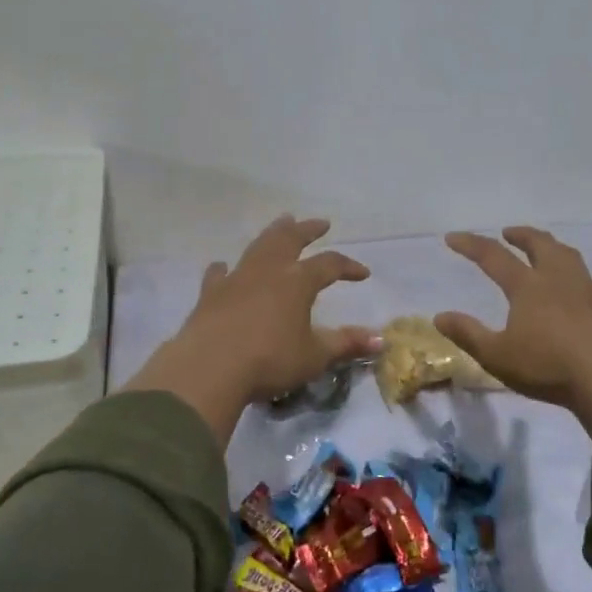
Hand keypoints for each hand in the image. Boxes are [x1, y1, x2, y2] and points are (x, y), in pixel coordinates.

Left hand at [127, 216, 379, 445]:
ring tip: (282, 223)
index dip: (348, 266)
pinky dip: (225, 268)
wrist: (210, 368)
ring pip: (258, 246)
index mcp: (297, 281)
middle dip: (307, 230)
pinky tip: (224, 267)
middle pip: (290, 239)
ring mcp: (236, 278)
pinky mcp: (210, 294)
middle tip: (320, 223)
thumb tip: (381, 340)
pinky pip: (219, 274)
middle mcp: (268, 271)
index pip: (329, 264)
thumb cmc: (270, 360)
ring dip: (273, 234)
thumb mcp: (314, 356)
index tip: (363, 274)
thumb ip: (346, 344)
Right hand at [435, 226, 591, 431]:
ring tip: (547, 249)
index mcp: (527, 287)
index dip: (471, 244)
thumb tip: (439, 316)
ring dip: (553, 247)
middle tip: (509, 233)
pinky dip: (588, 281)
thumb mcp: (497, 356)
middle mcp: (557, 278)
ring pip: (570, 256)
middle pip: (539, 244)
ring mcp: (589, 288)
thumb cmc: (547, 367)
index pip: (493, 256)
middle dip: (521, 235)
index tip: (453, 237)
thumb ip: (467, 334)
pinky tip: (589, 288)